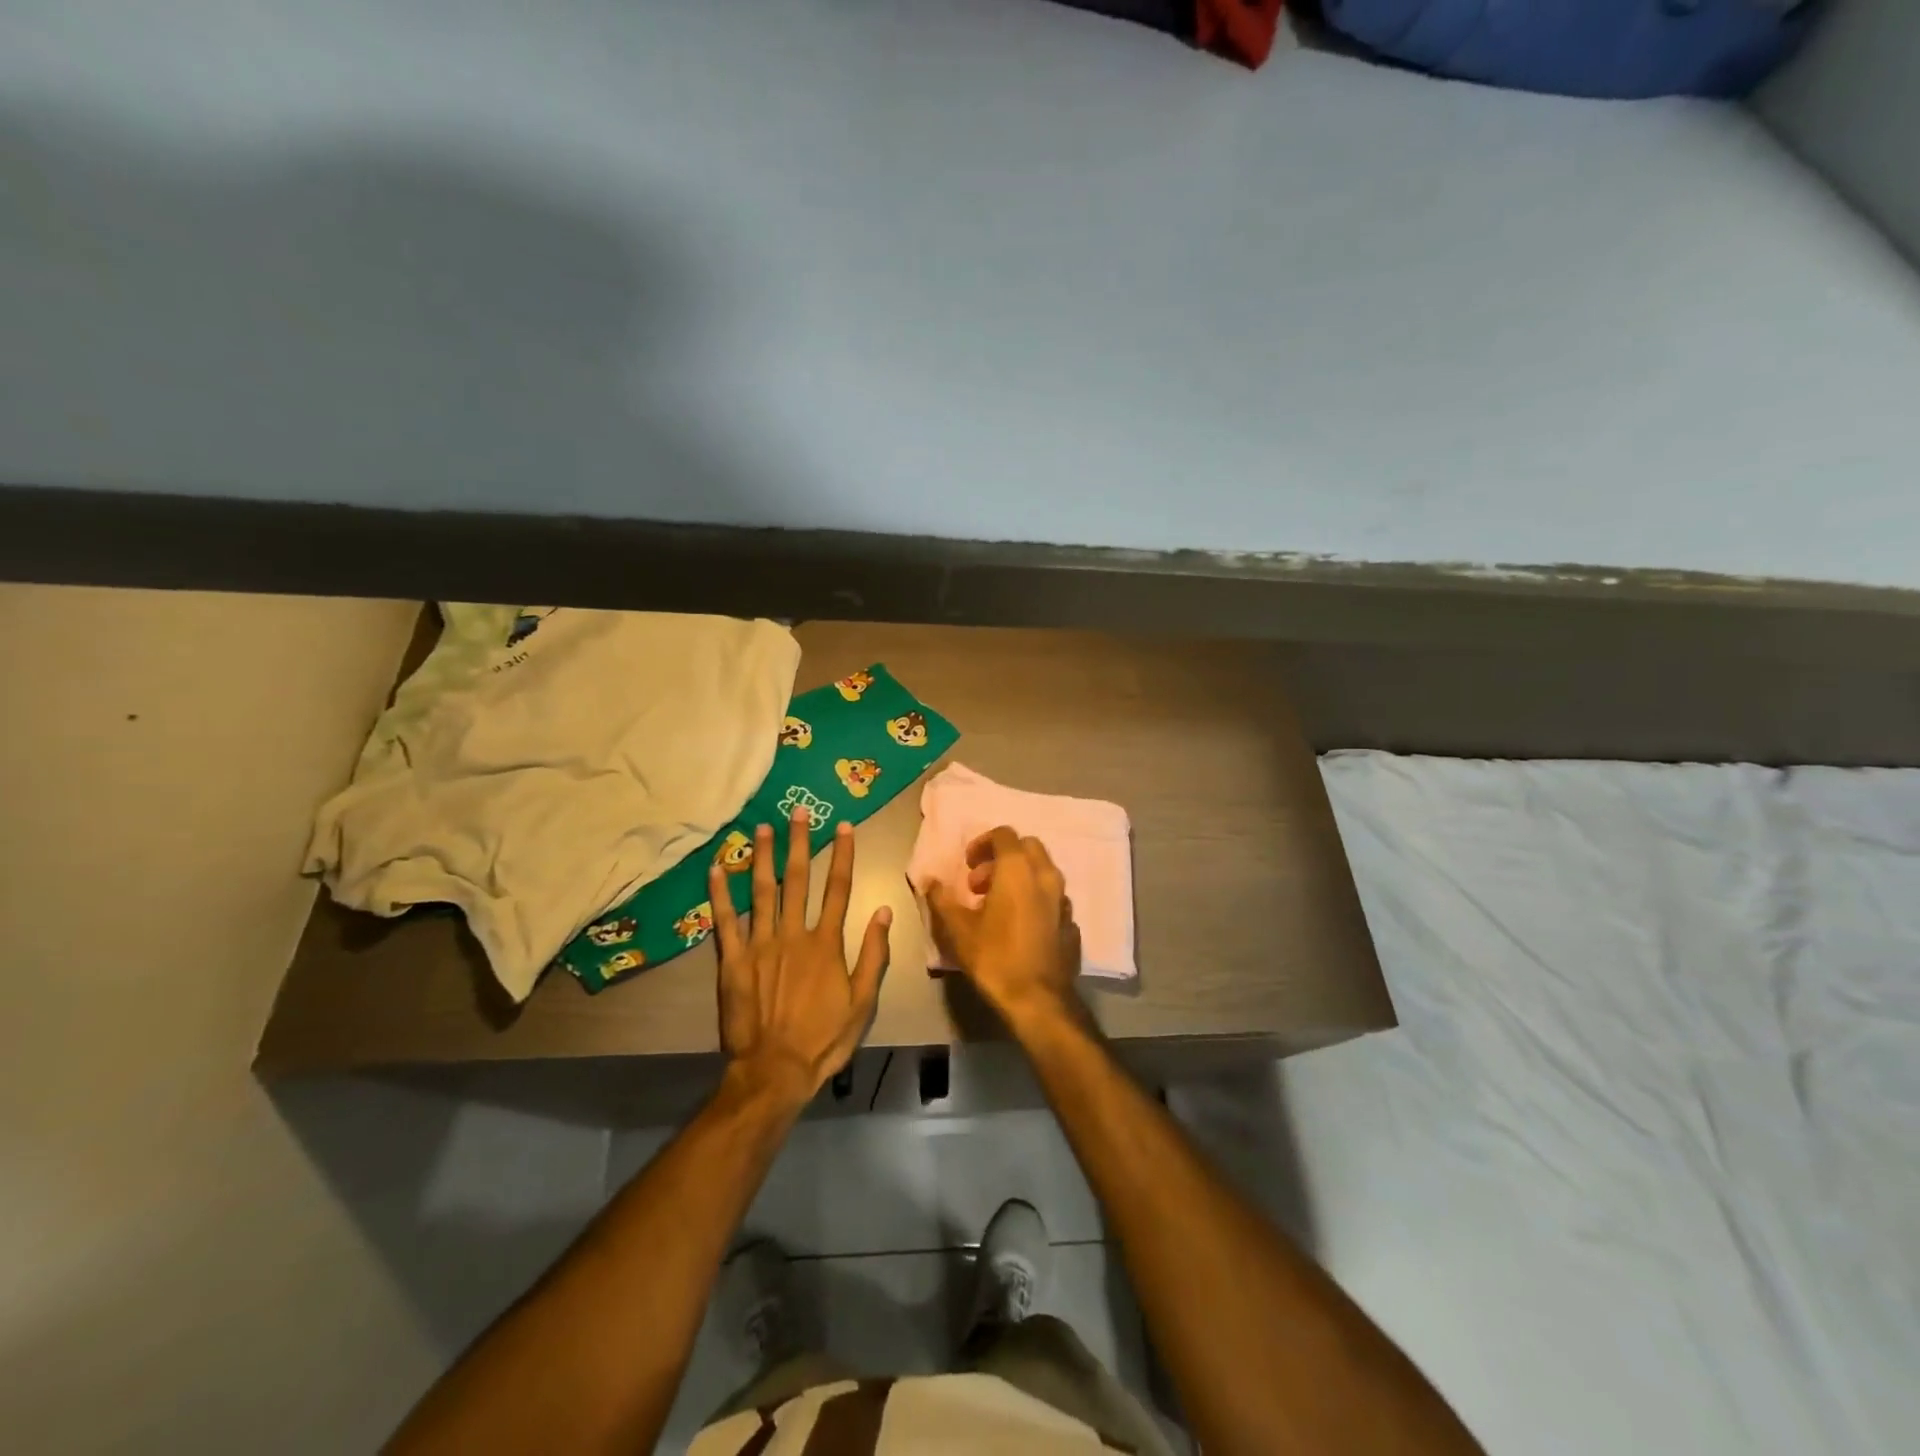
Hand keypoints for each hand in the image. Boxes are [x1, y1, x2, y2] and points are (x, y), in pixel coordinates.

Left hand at [712, 808, 890, 1109]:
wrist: (774, 1070)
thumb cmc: (823, 1038)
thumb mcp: (862, 1002)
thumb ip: (873, 955)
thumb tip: (884, 911)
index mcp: (826, 943)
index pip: (837, 888)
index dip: (842, 855)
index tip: (844, 826)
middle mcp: (793, 934)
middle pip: (798, 879)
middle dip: (800, 843)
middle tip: (799, 811)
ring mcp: (760, 944)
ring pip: (762, 890)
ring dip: (763, 856)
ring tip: (763, 827)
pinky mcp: (733, 960)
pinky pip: (726, 920)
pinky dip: (721, 893)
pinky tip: (718, 867)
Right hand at [926, 826, 1082, 1035]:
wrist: (1038, 1000)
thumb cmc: (994, 957)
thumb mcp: (957, 929)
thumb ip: (941, 899)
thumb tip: (929, 881)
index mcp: (1018, 870)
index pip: (1004, 834)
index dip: (982, 843)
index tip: (967, 865)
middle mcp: (1046, 876)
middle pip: (1027, 847)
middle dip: (1002, 857)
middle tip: (979, 883)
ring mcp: (1063, 900)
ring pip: (1042, 873)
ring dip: (1019, 878)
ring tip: (996, 905)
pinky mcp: (1072, 923)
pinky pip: (1052, 899)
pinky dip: (1034, 900)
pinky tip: (1019, 925)